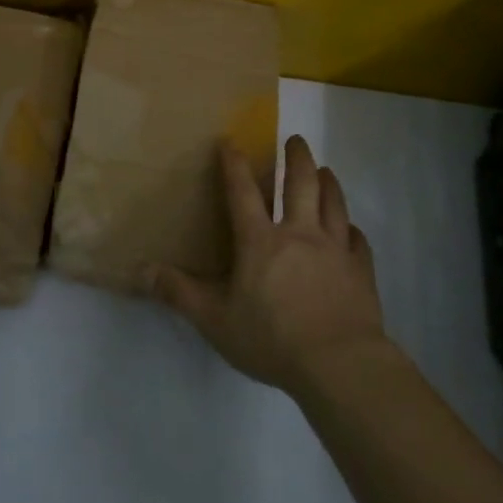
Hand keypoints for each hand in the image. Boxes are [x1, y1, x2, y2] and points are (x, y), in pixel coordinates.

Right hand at [151, 134, 386, 396]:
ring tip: (325, 170)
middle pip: (300, 183)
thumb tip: (142, 270)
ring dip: (328, 182)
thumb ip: (179, 292)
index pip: (242, 192)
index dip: (234, 165)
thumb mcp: (214, 319)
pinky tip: (352, 229)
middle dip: (296, 157)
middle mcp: (299, 234)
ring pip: (334, 203)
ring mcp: (334, 249)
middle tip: (295, 139)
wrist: (338, 363)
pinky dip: (353, 230)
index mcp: (260, 241)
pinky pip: (358, 241)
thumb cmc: (272, 338)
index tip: (231, 141)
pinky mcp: (360, 270)